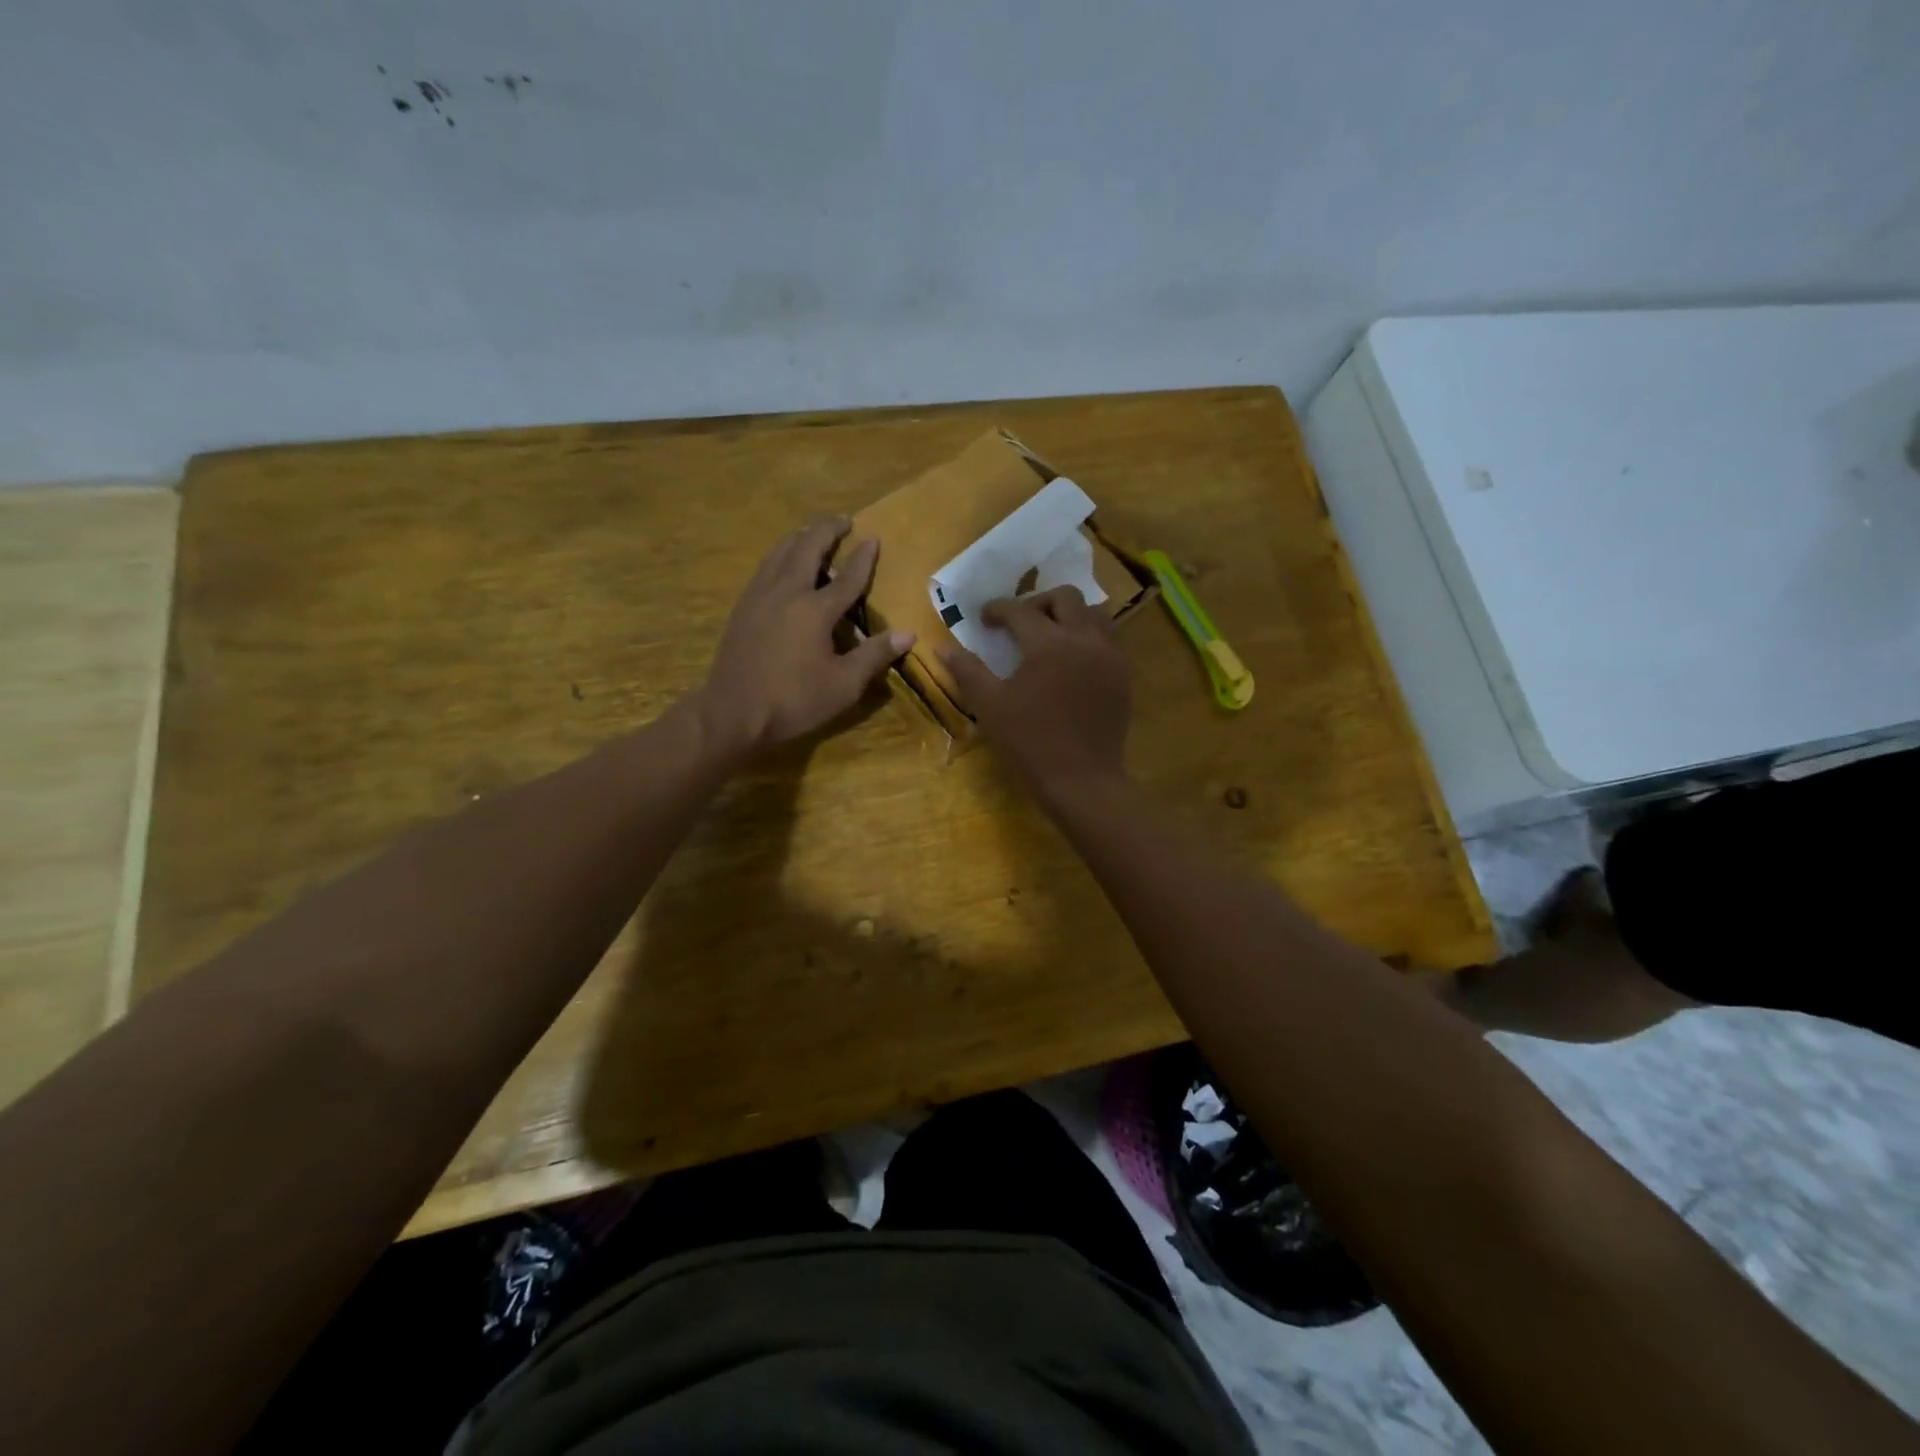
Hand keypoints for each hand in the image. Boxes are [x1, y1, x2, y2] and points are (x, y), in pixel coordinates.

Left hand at [695, 516, 913, 761]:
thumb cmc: (794, 701)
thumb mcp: (843, 685)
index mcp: (815, 610)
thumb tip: (908, 633)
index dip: (863, 558)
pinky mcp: (742, 608)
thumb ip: (874, 655)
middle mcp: (786, 592)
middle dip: (826, 530)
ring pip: (780, 553)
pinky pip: (764, 568)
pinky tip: (781, 563)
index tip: (873, 538)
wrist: (733, 713)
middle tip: (842, 519)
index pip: (846, 578)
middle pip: (807, 549)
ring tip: (812, 532)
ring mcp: (759, 597)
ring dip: (800, 538)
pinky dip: (779, 555)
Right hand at [939, 585, 1132, 801]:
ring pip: (1094, 613)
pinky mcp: (1123, 675)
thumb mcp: (990, 707)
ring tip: (1051, 635)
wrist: (1082, 781)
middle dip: (1038, 602)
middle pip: (1065, 598)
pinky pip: (1110, 639)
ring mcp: (1110, 656)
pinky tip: (1074, 659)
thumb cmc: (1030, 743)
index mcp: (1048, 644)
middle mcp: (1084, 639)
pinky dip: (1090, 636)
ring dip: (1070, 615)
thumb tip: (943, 647)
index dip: (998, 609)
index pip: (1020, 610)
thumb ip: (967, 671)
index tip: (985, 619)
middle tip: (1019, 623)